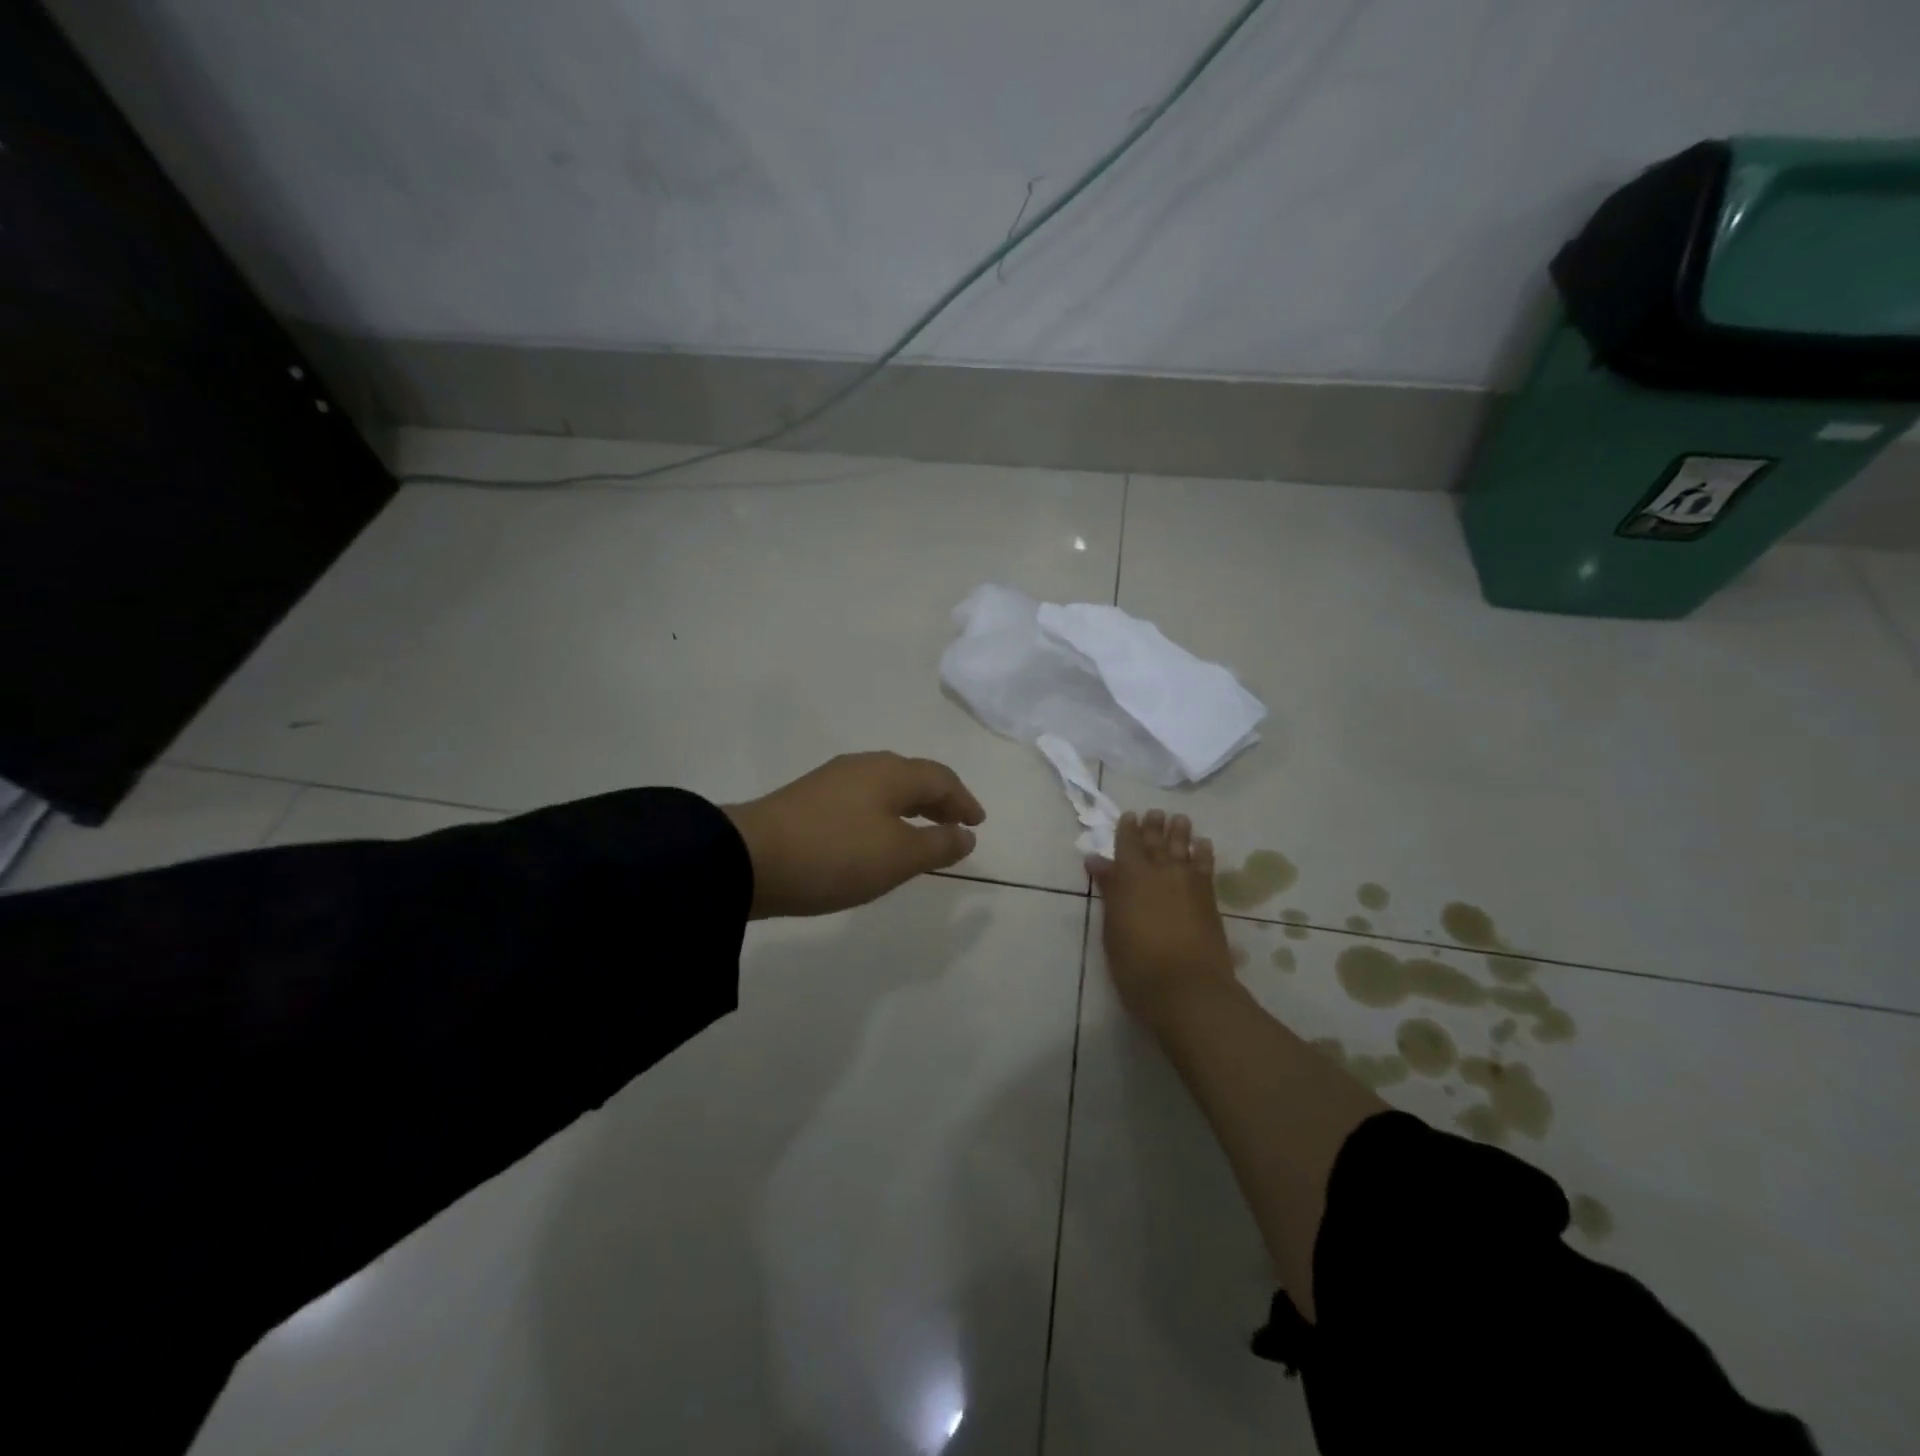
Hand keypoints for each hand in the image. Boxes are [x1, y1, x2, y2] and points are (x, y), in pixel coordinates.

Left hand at [723, 752, 985, 917]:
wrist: (749, 859)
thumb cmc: (835, 855)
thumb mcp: (897, 857)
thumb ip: (937, 845)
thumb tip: (965, 834)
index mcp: (891, 773)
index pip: (940, 778)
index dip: (963, 800)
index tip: (977, 823)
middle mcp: (864, 766)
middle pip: (912, 777)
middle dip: (938, 800)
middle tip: (954, 825)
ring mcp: (832, 780)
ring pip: (885, 787)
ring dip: (910, 807)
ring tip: (920, 833)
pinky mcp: (808, 799)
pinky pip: (862, 800)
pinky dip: (883, 815)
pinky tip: (876, 837)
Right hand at [1087, 809, 1235, 1033]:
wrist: (1185, 987)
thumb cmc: (1135, 963)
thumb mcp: (1112, 926)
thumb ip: (1109, 889)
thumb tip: (1097, 860)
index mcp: (1130, 876)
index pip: (1127, 843)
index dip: (1128, 829)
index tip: (1130, 816)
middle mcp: (1159, 871)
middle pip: (1156, 841)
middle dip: (1154, 826)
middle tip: (1154, 813)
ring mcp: (1187, 882)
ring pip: (1183, 847)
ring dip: (1180, 832)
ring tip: (1179, 819)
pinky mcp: (1208, 897)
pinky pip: (1205, 865)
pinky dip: (1203, 852)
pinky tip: (1202, 844)